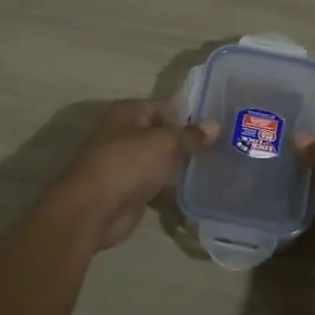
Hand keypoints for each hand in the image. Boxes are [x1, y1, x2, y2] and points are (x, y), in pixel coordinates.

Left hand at [51, 100, 215, 249]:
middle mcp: (125, 133)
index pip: (164, 106)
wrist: (94, 208)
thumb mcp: (166, 143)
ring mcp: (125, 163)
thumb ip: (191, 135)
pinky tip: (194, 187)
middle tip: (219, 146)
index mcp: (129, 112)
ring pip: (159, 159)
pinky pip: (155, 182)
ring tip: (212, 165)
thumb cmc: (129, 163)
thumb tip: (215, 125)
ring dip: (178, 164)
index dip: (188, 114)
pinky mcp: (128, 189)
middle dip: (185, 140)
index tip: (214, 125)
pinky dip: (169, 185)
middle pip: (162, 133)